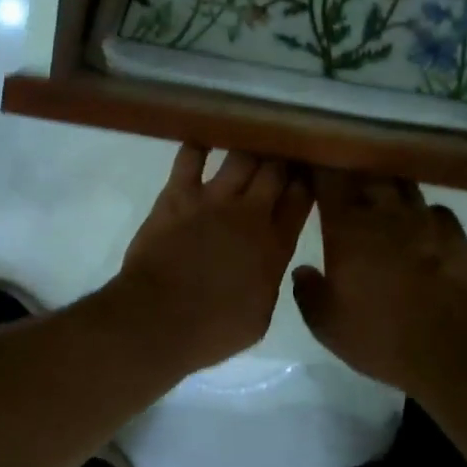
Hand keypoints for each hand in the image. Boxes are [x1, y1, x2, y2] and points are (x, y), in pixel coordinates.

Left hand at [109, 145, 313, 369]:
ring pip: (242, 156)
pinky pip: (190, 157)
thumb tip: (268, 262)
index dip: (307, 182)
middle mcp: (250, 214)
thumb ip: (268, 279)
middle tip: (282, 150)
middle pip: (276, 170)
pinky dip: (199, 144)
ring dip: (250, 146)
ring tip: (253, 138)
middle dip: (282, 157)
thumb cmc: (211, 330)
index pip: (301, 199)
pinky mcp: (177, 194)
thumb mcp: (260, 316)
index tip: (308, 172)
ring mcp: (213, 199)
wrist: (158, 320)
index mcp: (275, 246)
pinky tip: (206, 136)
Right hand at [291, 171, 466, 392]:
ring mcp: (423, 219)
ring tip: (379, 194)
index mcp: (346, 227)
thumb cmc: (380, 334)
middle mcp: (384, 212)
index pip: (328, 179)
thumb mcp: (327, 324)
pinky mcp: (455, 234)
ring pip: (401, 184)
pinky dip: (422, 212)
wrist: (453, 348)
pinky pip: (434, 209)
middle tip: (342, 177)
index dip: (319, 167)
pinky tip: (419, 225)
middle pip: (367, 172)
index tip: (310, 165)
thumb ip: (308, 292)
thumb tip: (302, 270)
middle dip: (352, 170)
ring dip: (387, 185)